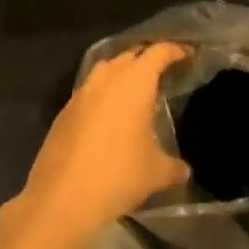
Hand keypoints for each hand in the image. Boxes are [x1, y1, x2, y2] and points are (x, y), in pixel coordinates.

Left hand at [10, 42, 191, 248]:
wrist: (61, 198)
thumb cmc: (117, 176)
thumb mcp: (156, 173)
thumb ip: (174, 166)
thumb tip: (184, 169)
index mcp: (135, 82)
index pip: (158, 52)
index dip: (175, 50)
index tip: (188, 54)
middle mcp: (108, 78)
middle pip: (131, 55)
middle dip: (148, 59)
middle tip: (164, 71)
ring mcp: (82, 92)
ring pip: (107, 69)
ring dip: (123, 72)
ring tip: (136, 89)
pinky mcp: (65, 111)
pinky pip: (90, 90)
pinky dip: (104, 93)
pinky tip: (110, 115)